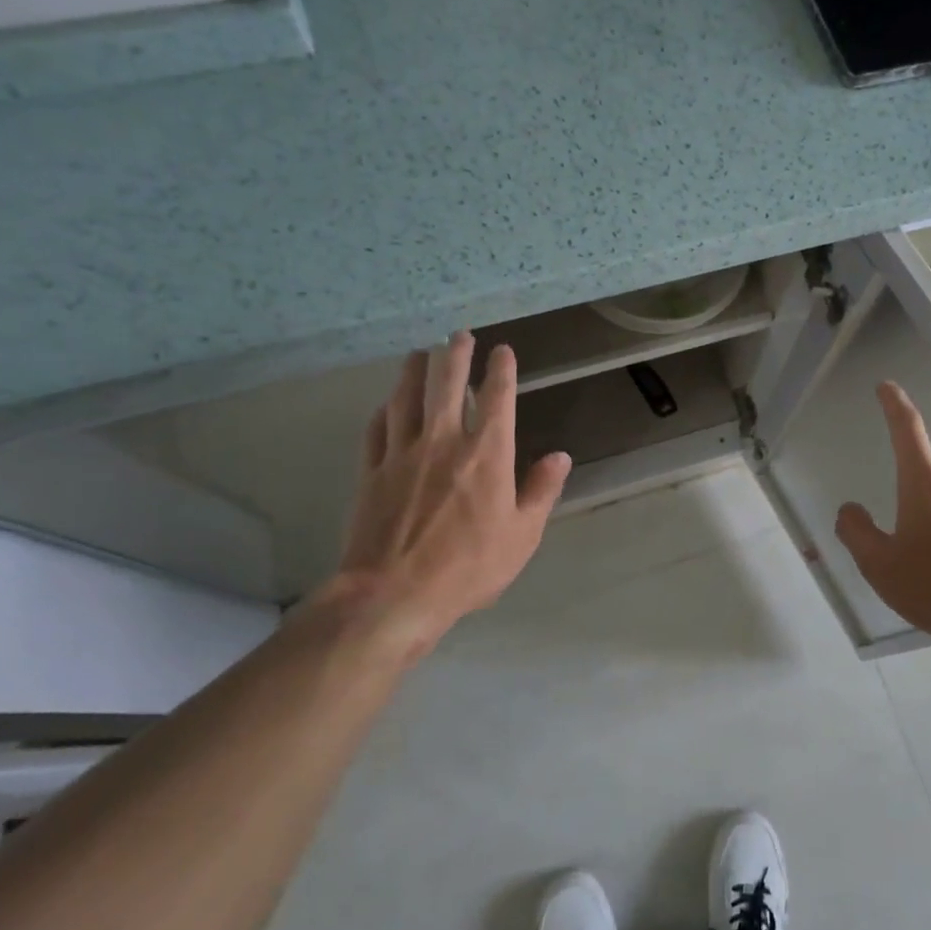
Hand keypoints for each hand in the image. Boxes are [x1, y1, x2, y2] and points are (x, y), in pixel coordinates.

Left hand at [322, 332, 570, 663]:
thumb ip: (541, 490)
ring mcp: (402, 453)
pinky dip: (384, 410)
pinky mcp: (370, 472)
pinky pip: (377, 429)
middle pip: (447, 384)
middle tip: (458, 335)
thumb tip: (560, 456)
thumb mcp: (522, 535)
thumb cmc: (469, 567)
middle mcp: (444, 441)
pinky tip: (386, 404)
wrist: (393, 594)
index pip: (497, 397)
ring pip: (407, 397)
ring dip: (414, 371)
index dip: (501, 369)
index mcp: (487, 453)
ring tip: (419, 353)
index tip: (502, 350)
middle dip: (455, 354)